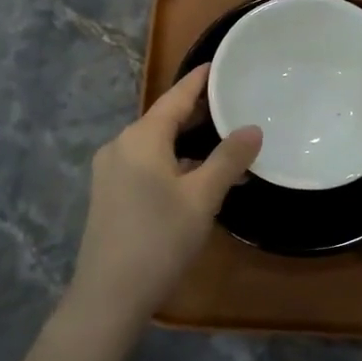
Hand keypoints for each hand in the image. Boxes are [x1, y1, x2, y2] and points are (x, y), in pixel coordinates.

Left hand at [62, 65, 260, 336]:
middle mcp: (120, 146)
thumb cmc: (159, 239)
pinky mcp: (109, 195)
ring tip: (225, 146)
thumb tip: (253, 129)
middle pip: (163, 120)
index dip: (199, 81)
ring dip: (188, 145)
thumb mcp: (202, 198)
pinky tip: (197, 180)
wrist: (108, 296)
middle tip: (233, 104)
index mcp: (140, 138)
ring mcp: (110, 172)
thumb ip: (229, 160)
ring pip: (156, 146)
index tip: (219, 64)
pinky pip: (146, 166)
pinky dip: (173, 164)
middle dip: (198, 114)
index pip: (175, 98)